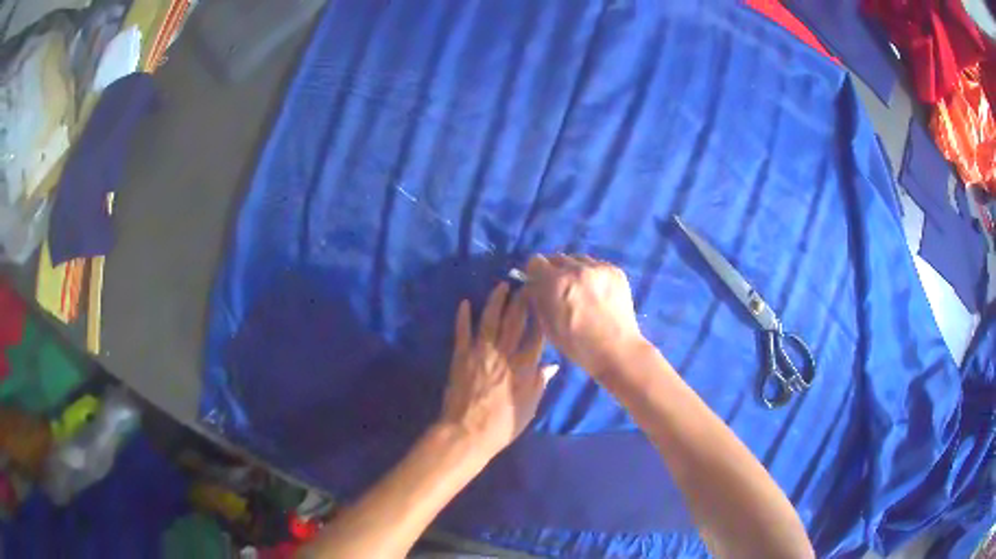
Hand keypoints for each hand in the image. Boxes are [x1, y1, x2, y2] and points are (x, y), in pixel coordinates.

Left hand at [438, 283, 557, 461]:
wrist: (467, 433)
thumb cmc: (503, 425)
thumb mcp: (529, 407)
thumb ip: (540, 383)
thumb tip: (552, 364)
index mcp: (524, 367)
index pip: (536, 335)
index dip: (541, 315)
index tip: (545, 300)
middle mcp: (504, 354)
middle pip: (515, 321)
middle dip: (522, 300)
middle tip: (526, 283)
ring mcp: (481, 353)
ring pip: (490, 320)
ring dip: (496, 301)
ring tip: (502, 285)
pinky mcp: (461, 356)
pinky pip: (462, 332)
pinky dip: (463, 317)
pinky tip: (465, 303)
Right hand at [524, 254, 646, 376]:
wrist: (616, 349)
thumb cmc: (576, 344)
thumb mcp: (546, 324)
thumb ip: (538, 298)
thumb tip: (534, 284)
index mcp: (555, 283)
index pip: (536, 261)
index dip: (535, 273)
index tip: (539, 282)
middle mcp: (576, 269)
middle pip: (557, 258)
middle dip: (555, 271)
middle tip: (561, 289)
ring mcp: (597, 268)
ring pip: (578, 260)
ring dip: (575, 271)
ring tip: (581, 291)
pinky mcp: (615, 271)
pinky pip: (596, 265)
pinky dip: (593, 275)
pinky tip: (597, 293)